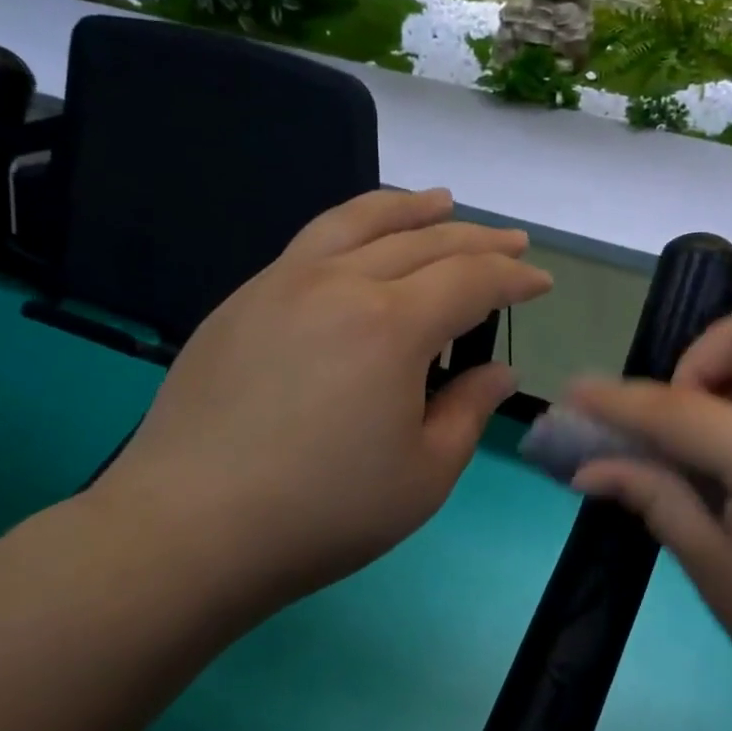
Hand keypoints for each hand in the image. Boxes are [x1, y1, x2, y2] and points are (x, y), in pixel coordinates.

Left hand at [92, 188, 551, 622]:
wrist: (190, 528)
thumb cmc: (324, 512)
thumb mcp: (425, 474)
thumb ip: (469, 411)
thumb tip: (498, 372)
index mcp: (392, 326)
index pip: (470, 280)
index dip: (513, 279)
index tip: (541, 282)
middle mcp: (338, 284)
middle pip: (422, 241)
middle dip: (476, 239)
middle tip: (511, 243)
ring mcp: (281, 284)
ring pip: (357, 222)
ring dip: (410, 208)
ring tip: (441, 201)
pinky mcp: (242, 302)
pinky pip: (312, 242)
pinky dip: (354, 227)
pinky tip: (363, 243)